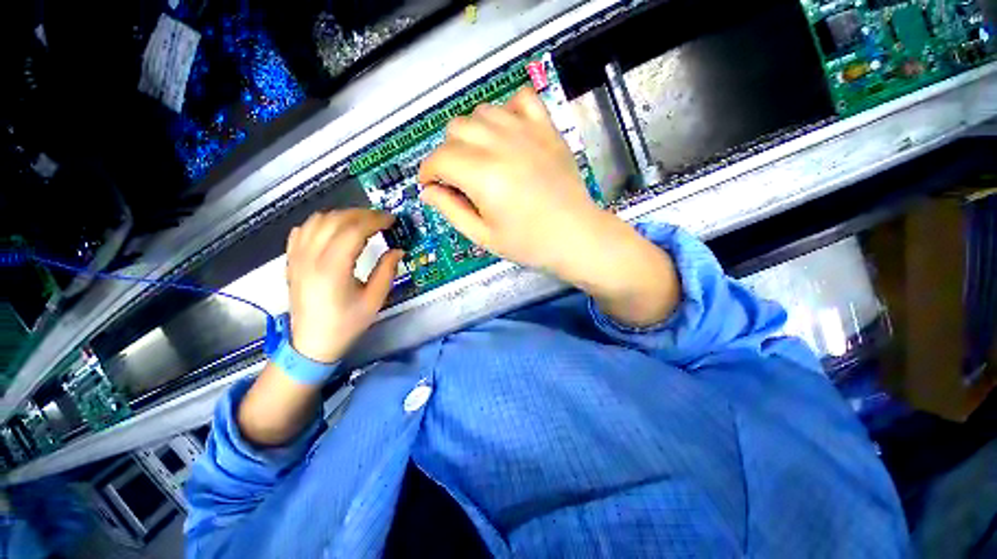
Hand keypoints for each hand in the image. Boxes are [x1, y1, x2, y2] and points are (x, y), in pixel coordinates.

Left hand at [285, 209, 402, 362]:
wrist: (311, 342)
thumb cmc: (346, 323)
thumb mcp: (374, 300)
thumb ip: (387, 271)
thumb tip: (397, 250)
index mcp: (333, 269)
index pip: (353, 230)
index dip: (375, 220)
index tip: (392, 220)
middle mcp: (311, 257)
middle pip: (335, 220)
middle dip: (362, 214)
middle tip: (381, 220)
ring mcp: (297, 257)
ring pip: (318, 220)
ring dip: (343, 216)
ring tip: (362, 223)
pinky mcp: (292, 260)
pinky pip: (304, 229)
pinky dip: (322, 223)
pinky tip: (336, 230)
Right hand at [418, 87, 679, 325]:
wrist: (576, 236)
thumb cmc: (529, 244)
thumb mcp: (483, 236)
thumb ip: (451, 210)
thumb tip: (429, 191)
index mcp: (483, 175)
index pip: (440, 159)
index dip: (428, 172)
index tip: (432, 186)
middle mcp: (501, 145)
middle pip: (456, 129)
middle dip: (448, 154)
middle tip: (459, 178)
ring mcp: (527, 132)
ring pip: (482, 112)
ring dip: (472, 133)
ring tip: (481, 158)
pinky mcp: (547, 129)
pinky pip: (521, 98)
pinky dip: (507, 110)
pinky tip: (508, 133)